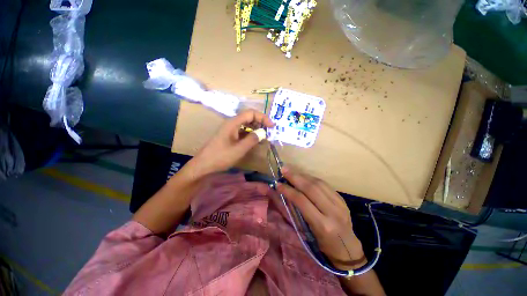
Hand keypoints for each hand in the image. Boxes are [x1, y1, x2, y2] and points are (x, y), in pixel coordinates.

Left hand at [186, 110, 273, 176]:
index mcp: (233, 123)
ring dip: (256, 129)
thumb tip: (263, 132)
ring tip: (264, 137)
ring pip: (246, 125)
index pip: (251, 113)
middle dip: (260, 123)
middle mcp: (232, 124)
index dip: (263, 117)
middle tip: (269, 132)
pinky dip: (250, 135)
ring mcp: (230, 130)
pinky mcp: (230, 137)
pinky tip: (255, 141)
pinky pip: (243, 132)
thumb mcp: (239, 149)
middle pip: (249, 117)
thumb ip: (252, 139)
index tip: (272, 126)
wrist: (204, 165)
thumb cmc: (221, 157)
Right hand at [277, 167, 366, 269]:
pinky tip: (304, 176)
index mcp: (322, 225)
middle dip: (295, 177)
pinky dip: (312, 178)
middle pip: (311, 189)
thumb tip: (279, 195)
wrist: (347, 249)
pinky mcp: (342, 199)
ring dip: (303, 175)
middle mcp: (333, 212)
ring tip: (291, 171)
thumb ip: (291, 212)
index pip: (302, 201)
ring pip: (319, 184)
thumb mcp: (304, 232)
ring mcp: (340, 204)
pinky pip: (325, 184)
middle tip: (284, 170)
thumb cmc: (321, 244)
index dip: (288, 190)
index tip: (278, 184)